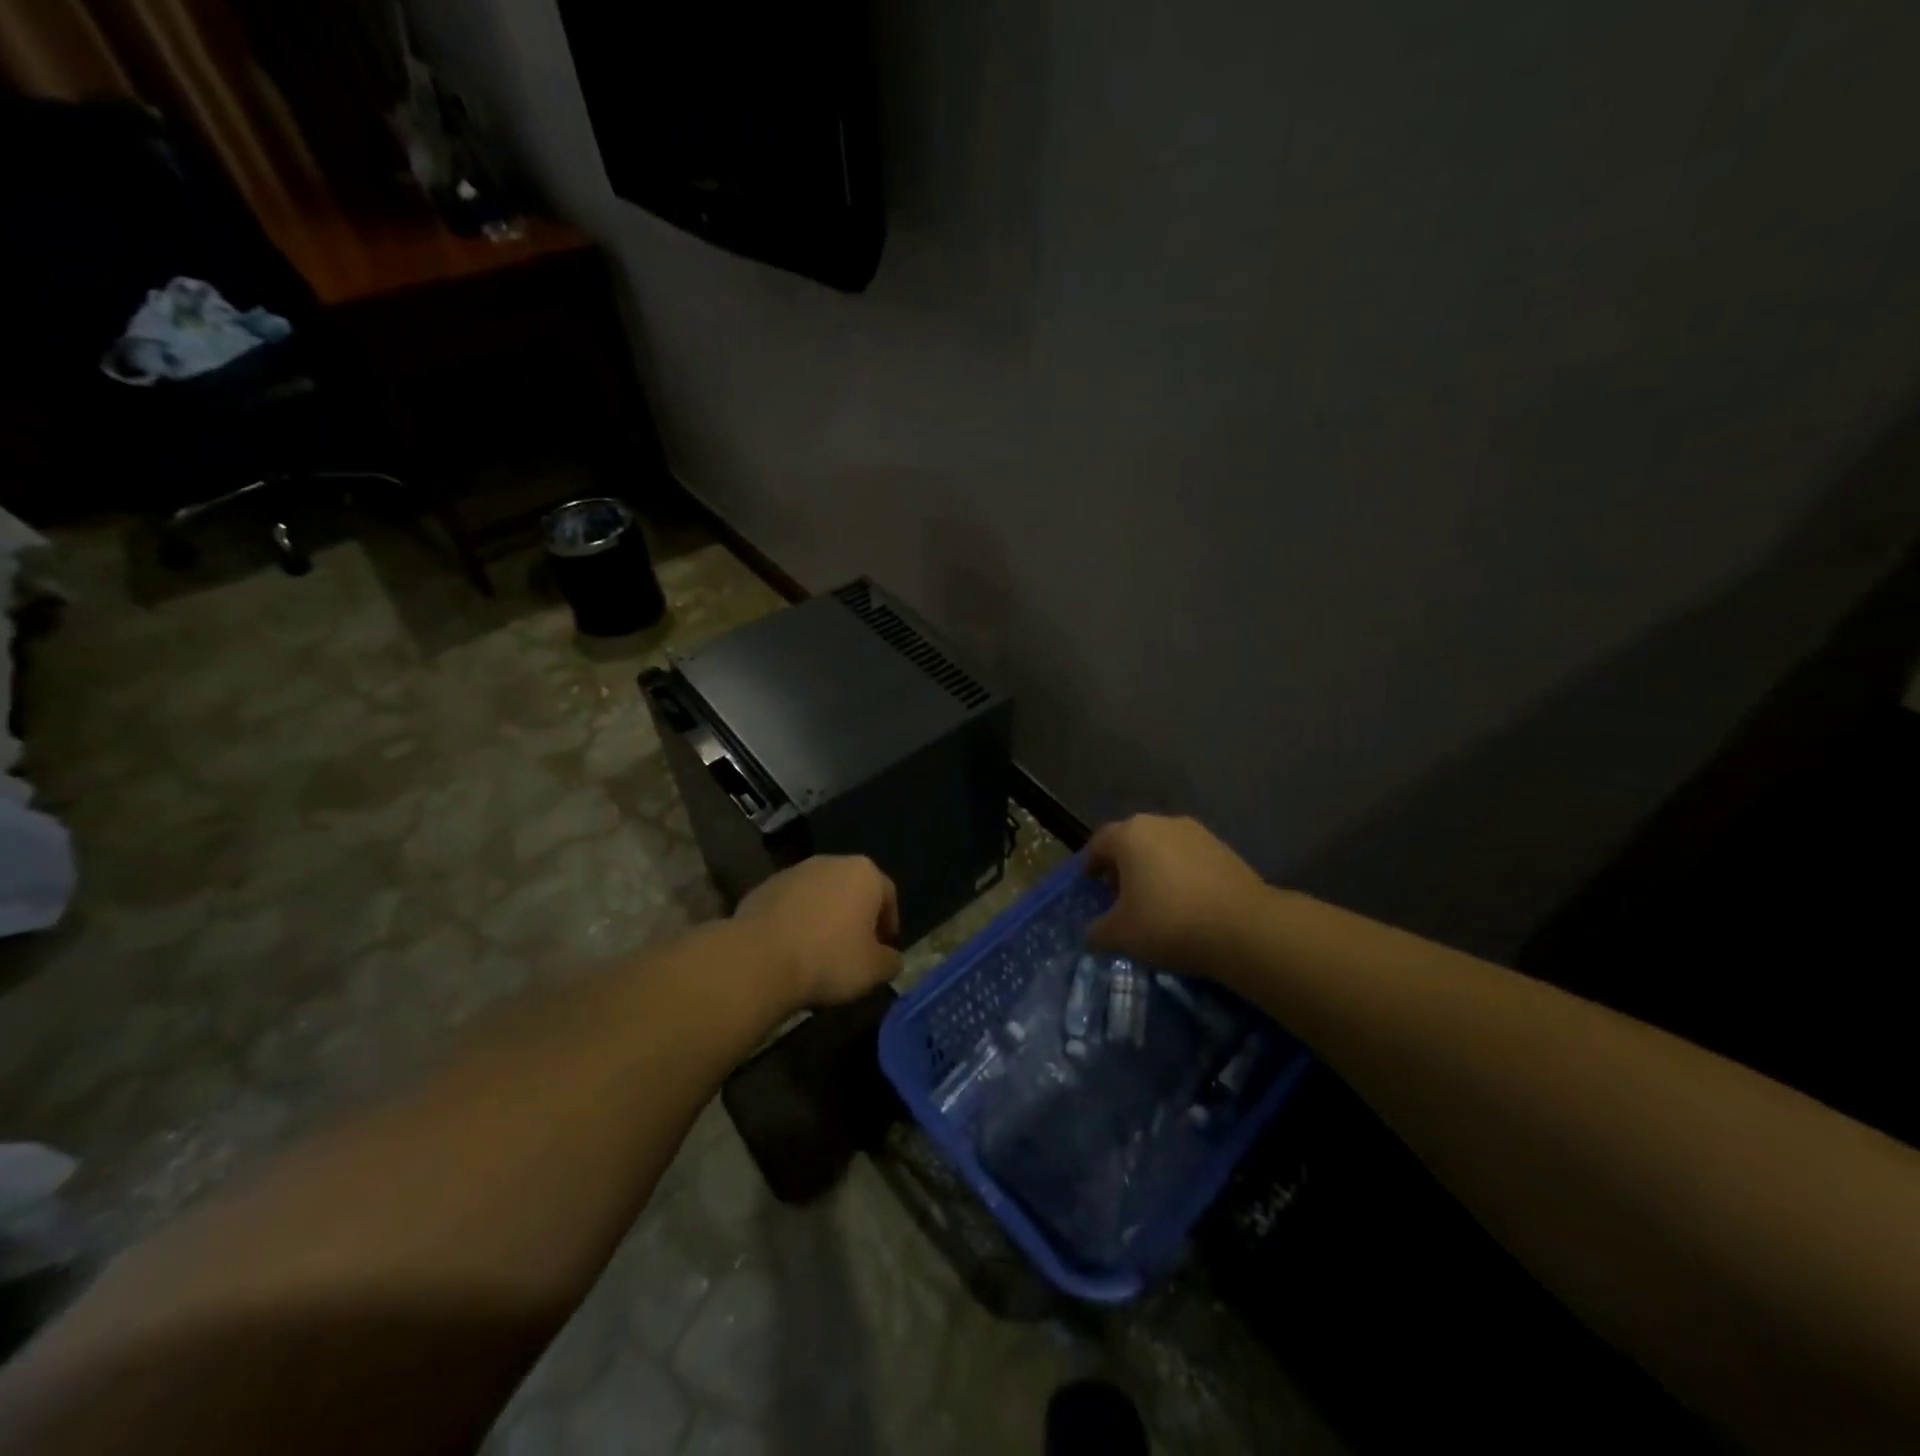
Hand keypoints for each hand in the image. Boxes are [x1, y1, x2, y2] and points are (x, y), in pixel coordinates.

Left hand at [733, 855, 901, 1011]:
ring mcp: (794, 872)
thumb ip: (890, 961)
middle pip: (852, 890)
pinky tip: (791, 949)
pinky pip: (790, 905)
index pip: (888, 896)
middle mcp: (831, 862)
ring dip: (824, 917)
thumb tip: (890, 959)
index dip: (889, 925)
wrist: (760, 960)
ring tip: (819, 952)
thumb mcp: (875, 970)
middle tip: (854, 950)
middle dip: (855, 917)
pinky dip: (796, 921)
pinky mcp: (764, 887)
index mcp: (864, 873)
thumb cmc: (830, 959)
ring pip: (819, 895)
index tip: (883, 951)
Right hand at [1086, 814, 1268, 974]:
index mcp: (1129, 834)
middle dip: (1123, 867)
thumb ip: (1097, 932)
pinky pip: (1190, 860)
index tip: (1089, 886)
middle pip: (1132, 842)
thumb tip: (1092, 934)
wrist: (1244, 928)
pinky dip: (1182, 876)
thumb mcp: (1120, 935)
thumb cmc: (1168, 923)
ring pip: (1163, 849)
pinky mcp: (1225, 850)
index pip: (1099, 843)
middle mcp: (1161, 823)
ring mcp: (1197, 833)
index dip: (1090, 865)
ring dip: (1154, 870)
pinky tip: (1186, 905)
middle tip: (1120, 898)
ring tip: (1155, 903)